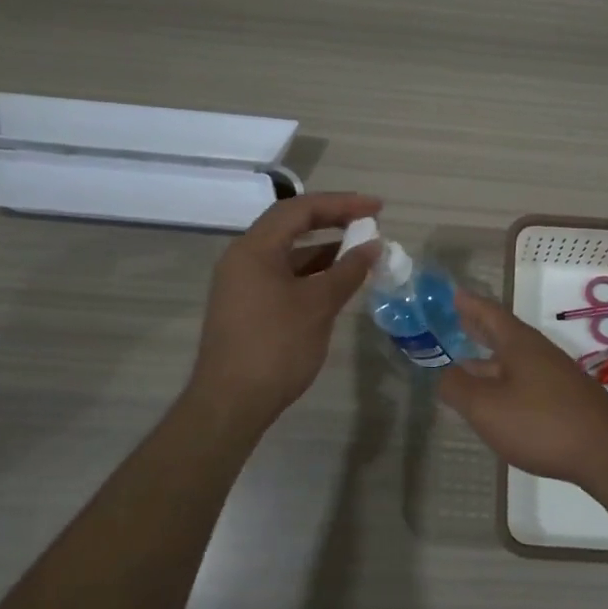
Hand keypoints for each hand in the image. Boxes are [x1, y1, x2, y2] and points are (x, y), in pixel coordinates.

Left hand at [188, 192, 381, 424]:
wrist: (230, 404)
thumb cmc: (275, 347)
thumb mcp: (318, 305)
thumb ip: (348, 270)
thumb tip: (374, 246)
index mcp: (254, 249)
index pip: (300, 209)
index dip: (341, 204)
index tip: (377, 208)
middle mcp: (243, 258)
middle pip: (291, 225)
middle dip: (332, 220)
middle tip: (370, 222)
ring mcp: (243, 284)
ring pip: (288, 253)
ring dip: (324, 248)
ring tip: (361, 250)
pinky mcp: (248, 306)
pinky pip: (283, 275)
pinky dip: (312, 272)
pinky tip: (337, 281)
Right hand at [436, 287, 607, 485]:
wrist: (607, 451)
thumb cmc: (541, 422)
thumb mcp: (486, 407)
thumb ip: (458, 388)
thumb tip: (444, 373)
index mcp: (518, 343)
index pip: (489, 312)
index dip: (468, 303)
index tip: (452, 293)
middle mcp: (538, 352)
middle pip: (503, 333)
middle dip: (478, 327)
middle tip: (455, 320)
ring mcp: (554, 375)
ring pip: (513, 359)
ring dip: (488, 358)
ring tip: (464, 363)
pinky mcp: (564, 399)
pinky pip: (525, 380)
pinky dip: (503, 380)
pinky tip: (496, 399)